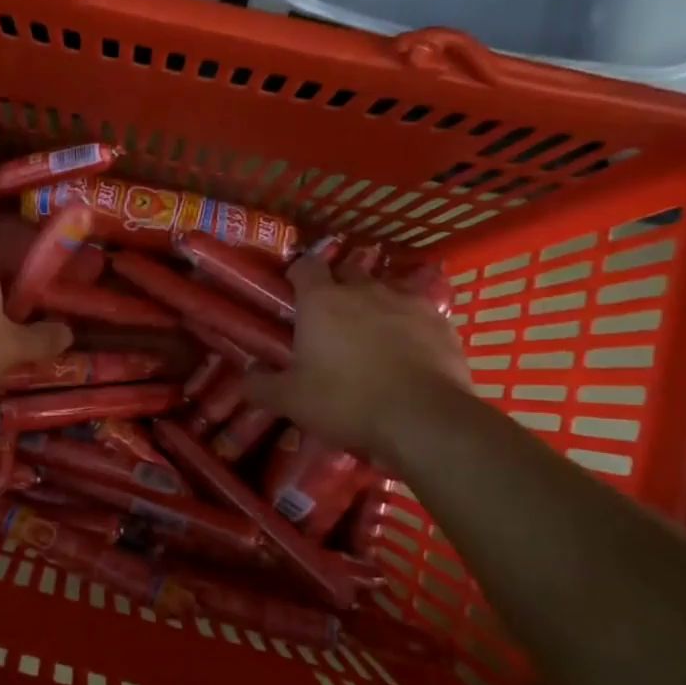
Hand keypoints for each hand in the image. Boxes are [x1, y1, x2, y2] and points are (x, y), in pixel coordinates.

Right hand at [245, 255, 470, 455]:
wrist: (423, 419)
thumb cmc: (346, 401)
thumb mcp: (291, 400)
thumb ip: (261, 385)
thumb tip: (245, 377)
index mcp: (321, 301)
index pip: (305, 266)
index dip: (298, 274)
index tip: (294, 291)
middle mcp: (363, 290)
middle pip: (347, 270)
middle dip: (338, 285)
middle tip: (331, 315)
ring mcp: (406, 302)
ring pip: (385, 290)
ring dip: (375, 303)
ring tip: (371, 331)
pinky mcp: (440, 322)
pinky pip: (418, 313)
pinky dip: (409, 324)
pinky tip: (408, 348)